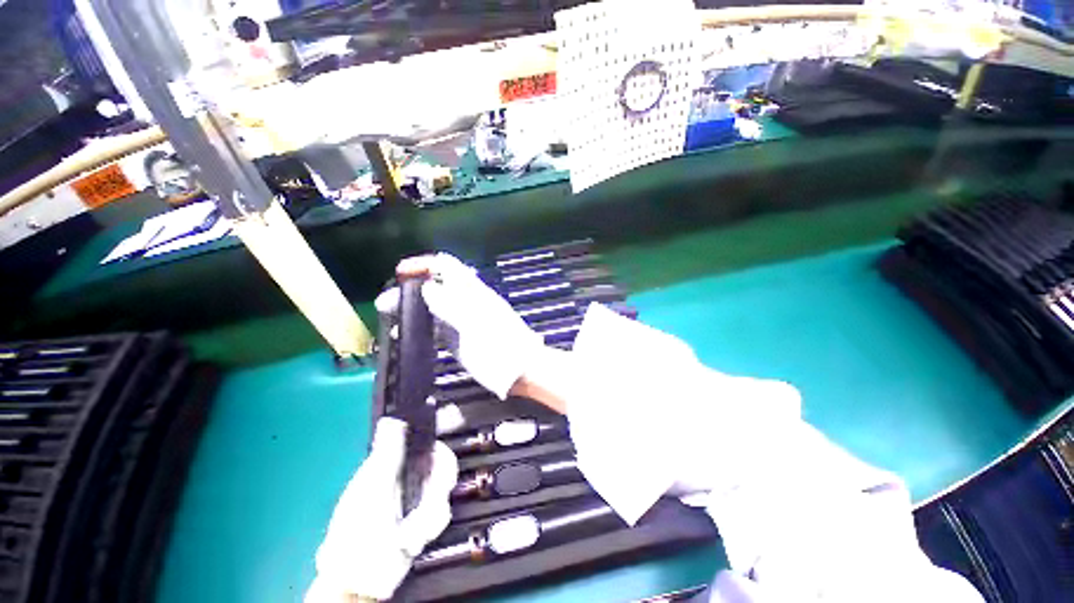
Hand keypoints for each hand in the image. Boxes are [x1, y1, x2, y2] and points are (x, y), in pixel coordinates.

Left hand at [306, 418, 457, 601]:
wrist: (363, 579)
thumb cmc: (358, 531)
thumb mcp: (372, 490)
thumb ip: (387, 455)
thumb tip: (392, 419)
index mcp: (391, 463)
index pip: (422, 437)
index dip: (437, 435)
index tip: (445, 446)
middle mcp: (408, 475)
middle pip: (441, 461)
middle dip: (438, 483)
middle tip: (430, 499)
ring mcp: (418, 496)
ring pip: (444, 487)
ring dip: (430, 511)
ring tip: (411, 530)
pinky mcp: (426, 516)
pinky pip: (442, 510)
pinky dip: (429, 525)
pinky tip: (412, 538)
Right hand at [376, 253, 544, 399]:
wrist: (521, 371)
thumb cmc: (501, 347)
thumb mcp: (476, 325)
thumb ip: (452, 305)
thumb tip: (428, 286)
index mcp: (473, 292)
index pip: (447, 266)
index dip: (424, 265)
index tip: (400, 272)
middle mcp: (466, 301)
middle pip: (436, 285)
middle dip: (411, 288)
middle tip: (387, 303)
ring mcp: (463, 320)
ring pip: (434, 305)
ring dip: (412, 306)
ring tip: (392, 316)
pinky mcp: (460, 338)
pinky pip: (437, 325)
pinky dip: (420, 325)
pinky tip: (407, 333)